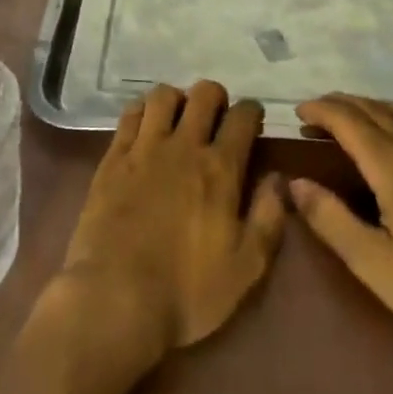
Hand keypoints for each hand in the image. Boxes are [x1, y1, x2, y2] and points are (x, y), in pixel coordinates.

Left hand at [52, 82, 284, 365]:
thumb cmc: (188, 292)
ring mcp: (145, 148)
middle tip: (216, 117)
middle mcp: (184, 146)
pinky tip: (145, 126)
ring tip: (178, 119)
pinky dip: (142, 111)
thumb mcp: (245, 268)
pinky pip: (130, 115)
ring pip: (163, 95)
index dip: (252, 112)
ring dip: (177, 100)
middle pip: (204, 94)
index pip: (243, 117)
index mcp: (220, 169)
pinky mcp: (113, 158)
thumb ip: (268, 218)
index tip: (252, 120)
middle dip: (216, 97)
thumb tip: (279, 179)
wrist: (117, 299)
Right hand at [291, 95, 392, 369]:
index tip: (298, 112)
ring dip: (375, 106)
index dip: (320, 109)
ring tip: (358, 118)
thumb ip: (331, 220)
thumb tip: (294, 182)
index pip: (348, 119)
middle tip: (316, 115)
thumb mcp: (375, 266)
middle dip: (341, 105)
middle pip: (374, 109)